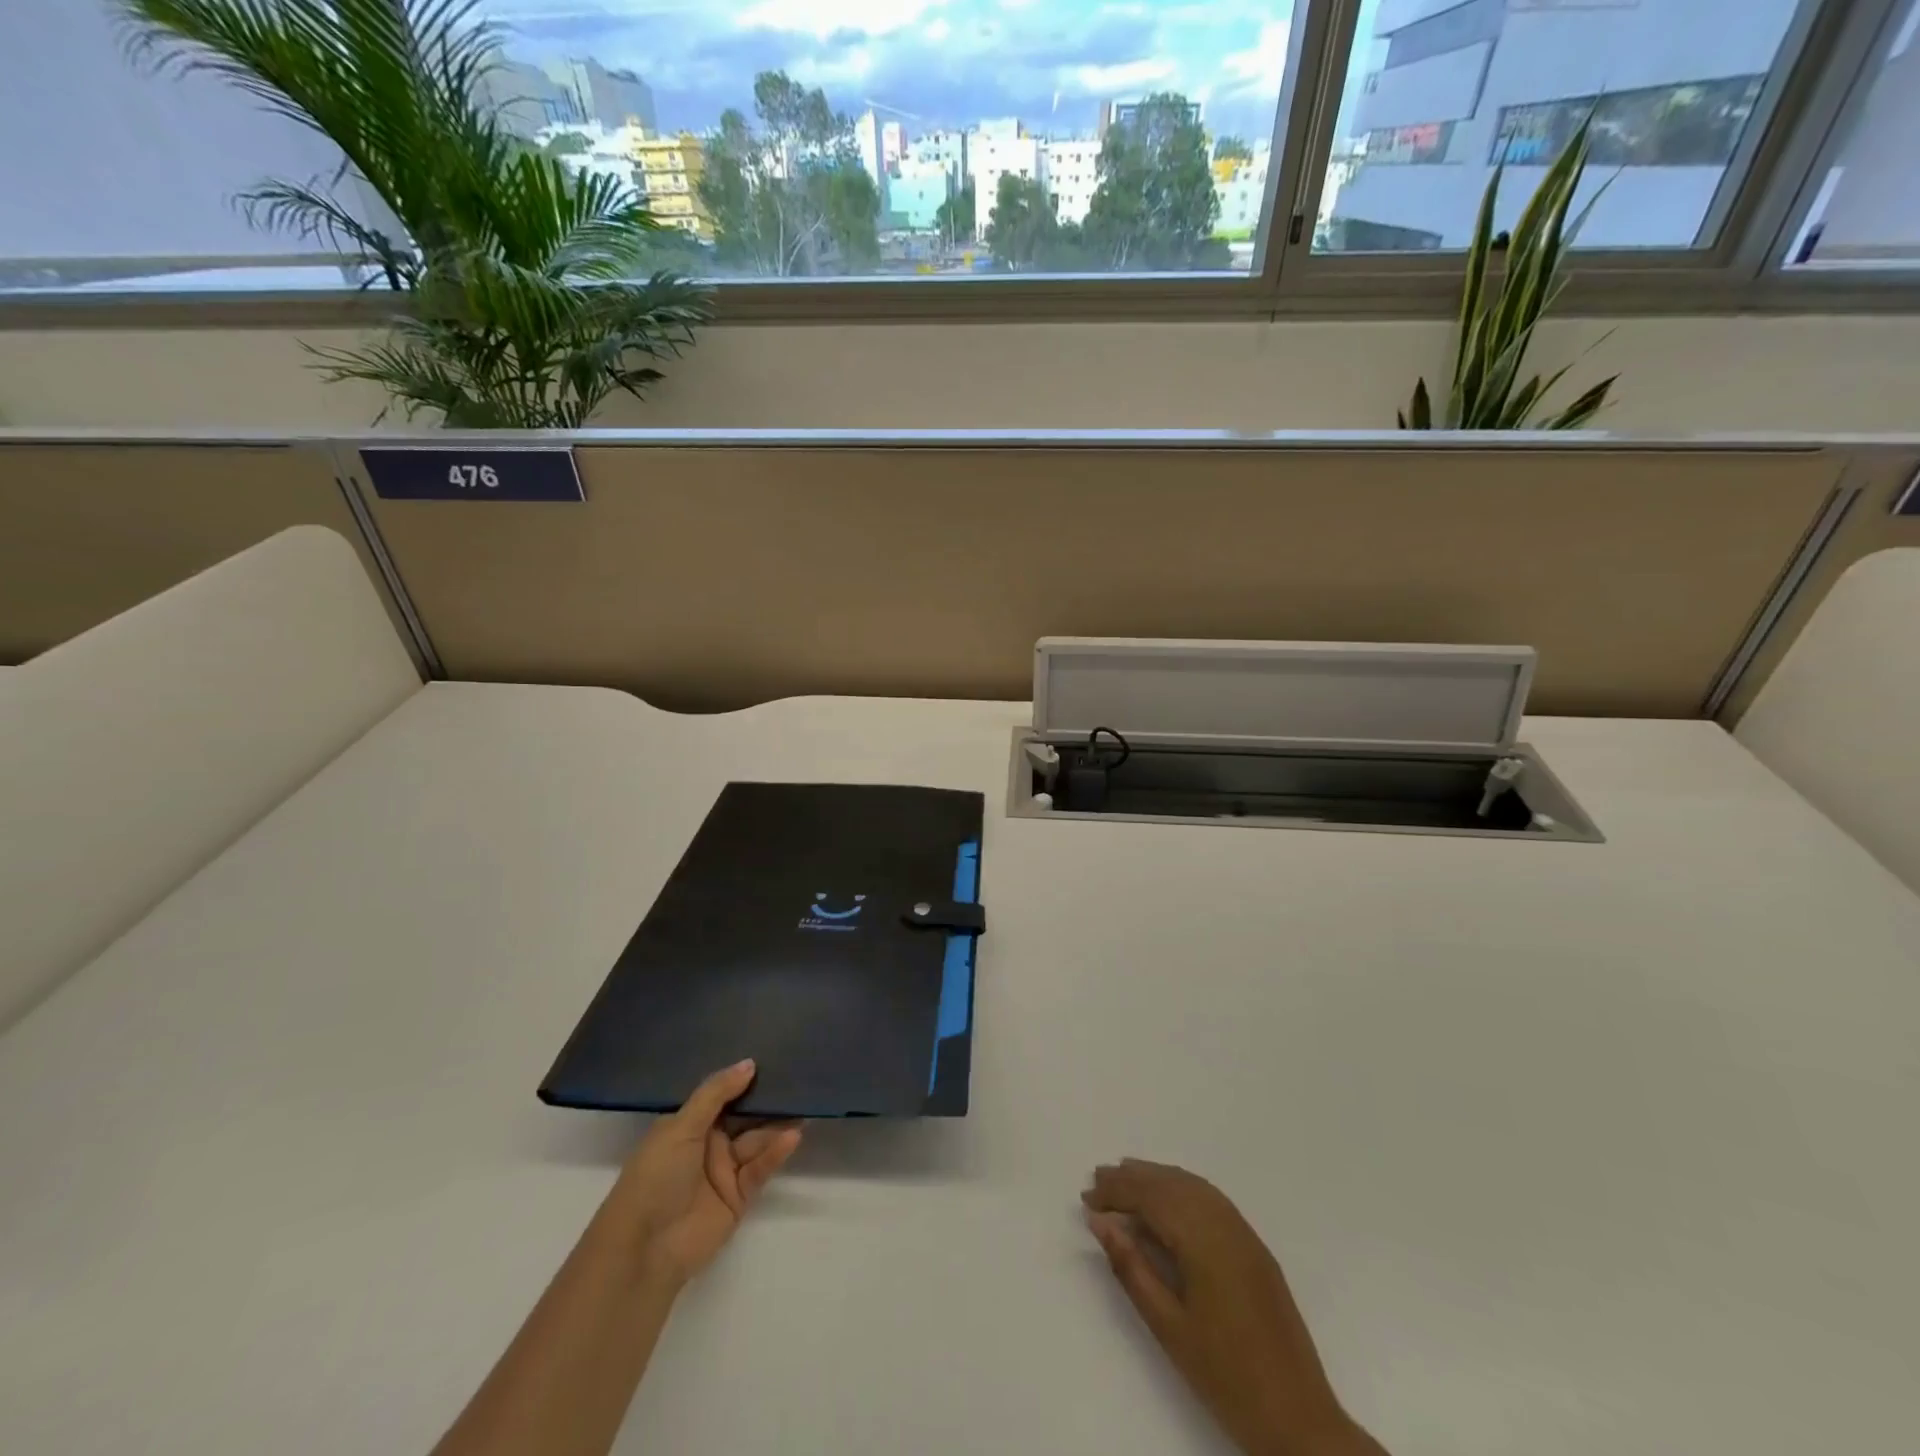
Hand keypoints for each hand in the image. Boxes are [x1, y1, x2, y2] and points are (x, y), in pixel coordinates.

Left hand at [598, 1059, 800, 1288]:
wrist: (644, 1249)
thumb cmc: (655, 1177)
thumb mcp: (681, 1127)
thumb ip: (716, 1094)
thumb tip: (750, 1064)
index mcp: (687, 1125)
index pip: (722, 1095)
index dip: (743, 1079)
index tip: (772, 1059)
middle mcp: (708, 1144)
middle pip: (744, 1117)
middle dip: (767, 1100)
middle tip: (798, 1078)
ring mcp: (724, 1171)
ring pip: (757, 1140)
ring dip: (778, 1125)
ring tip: (804, 1105)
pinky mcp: (739, 1196)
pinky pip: (760, 1168)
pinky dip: (776, 1152)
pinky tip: (793, 1136)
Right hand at [1083, 1160, 1386, 1455]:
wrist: (1299, 1419)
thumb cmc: (1225, 1377)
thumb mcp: (1168, 1326)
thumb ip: (1132, 1269)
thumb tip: (1101, 1223)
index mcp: (1204, 1242)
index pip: (1151, 1198)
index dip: (1116, 1192)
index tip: (1086, 1197)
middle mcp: (1226, 1225)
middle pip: (1172, 1185)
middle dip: (1132, 1179)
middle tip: (1097, 1179)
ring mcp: (1245, 1234)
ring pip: (1193, 1186)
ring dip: (1157, 1178)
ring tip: (1125, 1177)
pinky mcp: (1255, 1247)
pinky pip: (1212, 1199)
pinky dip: (1183, 1188)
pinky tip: (1168, 1197)